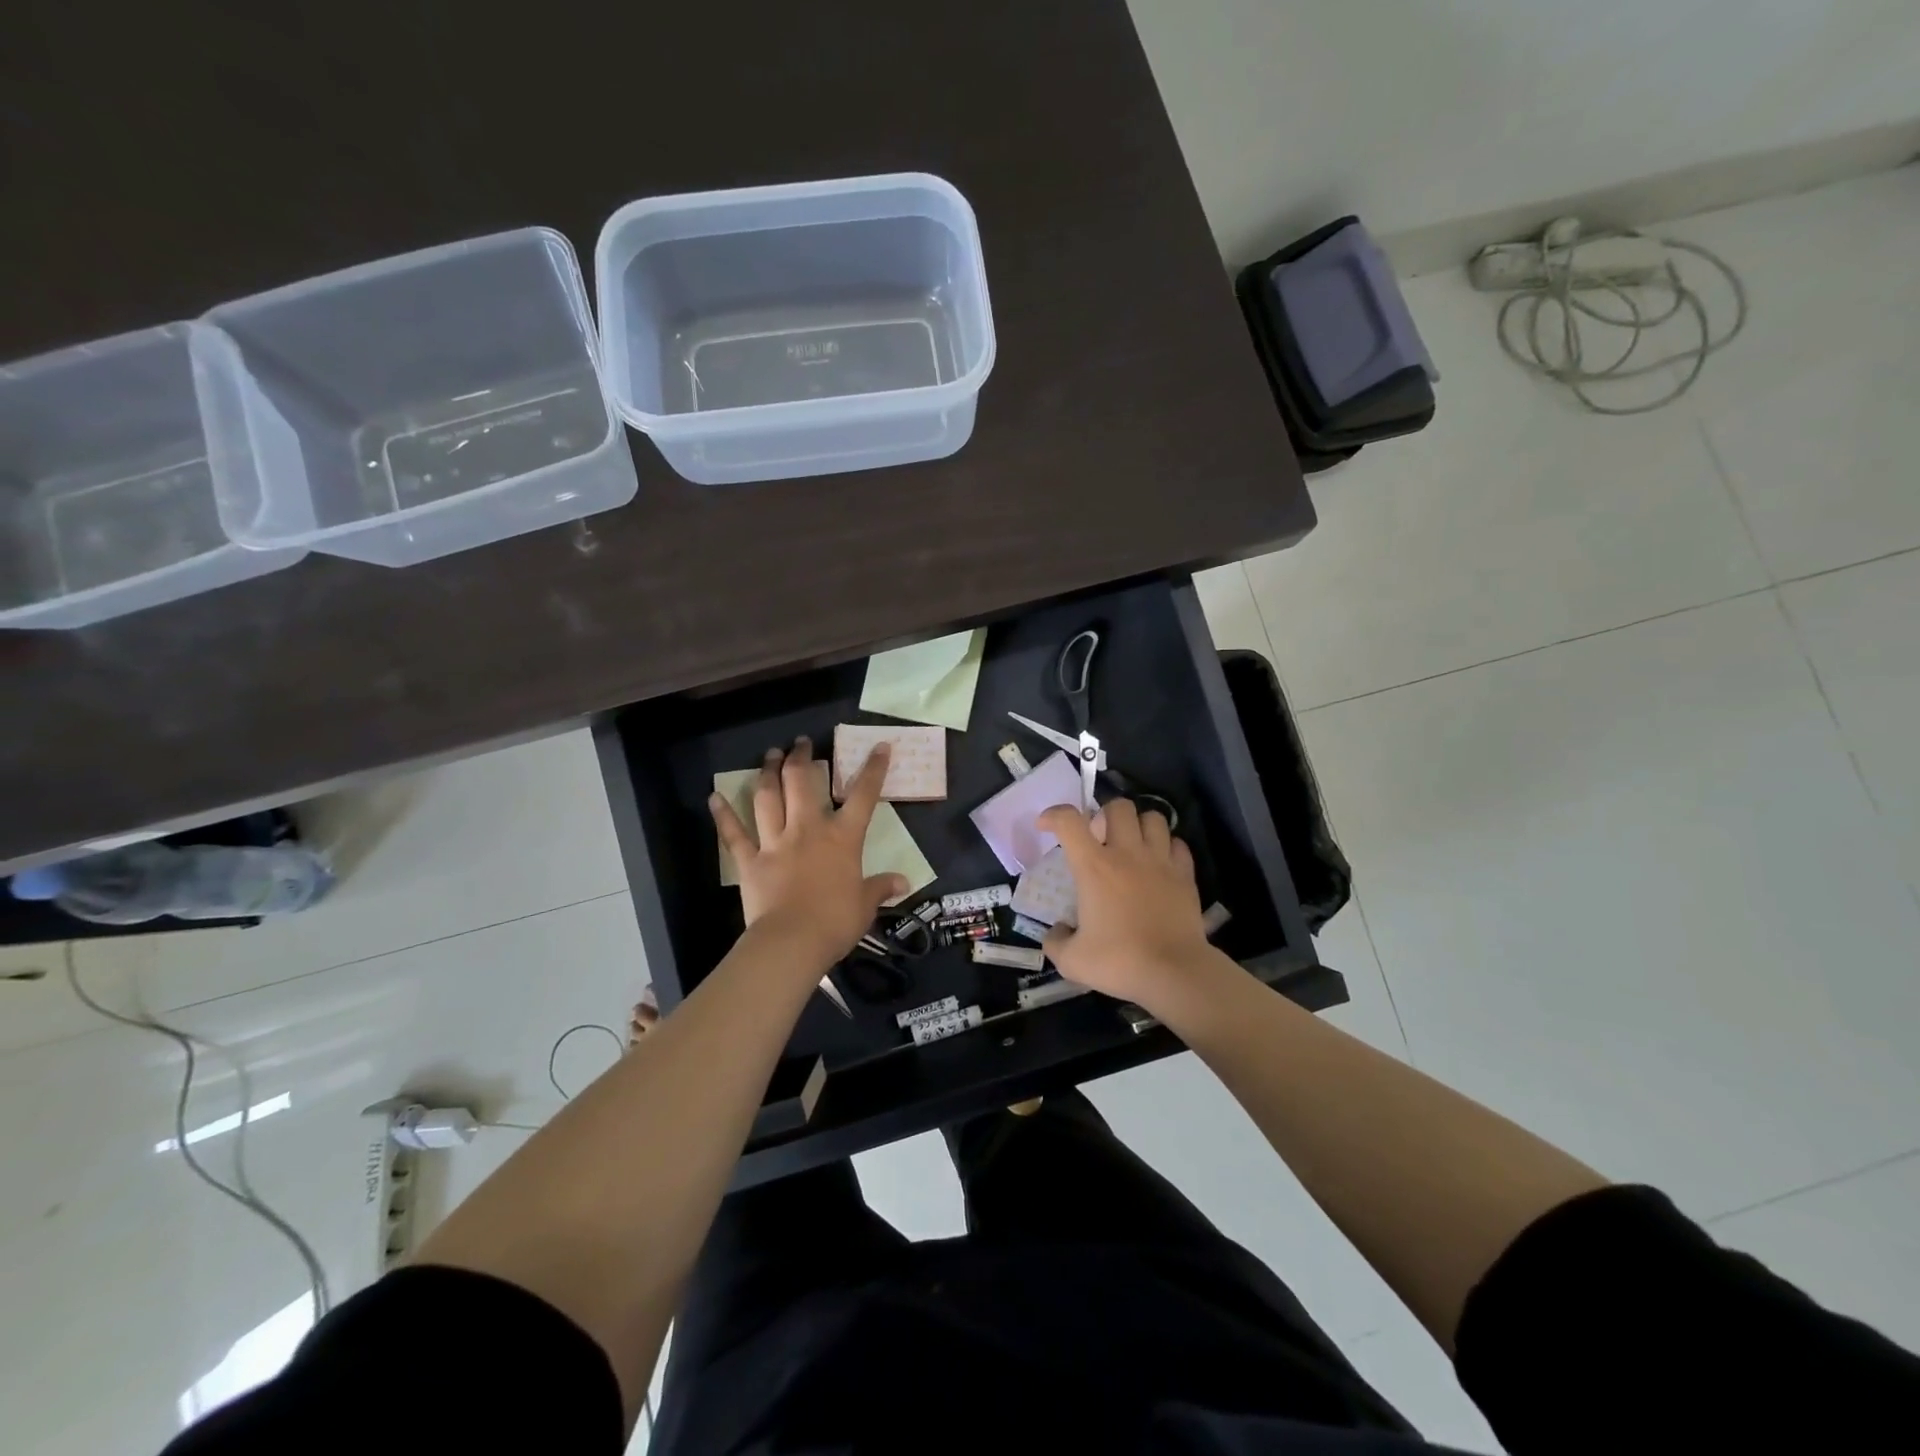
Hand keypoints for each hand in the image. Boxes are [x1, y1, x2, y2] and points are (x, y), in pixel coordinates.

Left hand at [710, 737, 906, 966]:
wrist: (791, 943)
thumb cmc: (835, 922)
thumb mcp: (865, 905)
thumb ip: (881, 887)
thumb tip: (904, 882)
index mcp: (842, 838)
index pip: (863, 796)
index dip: (873, 769)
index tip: (879, 746)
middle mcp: (807, 830)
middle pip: (802, 783)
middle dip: (802, 758)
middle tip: (801, 743)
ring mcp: (775, 842)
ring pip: (768, 797)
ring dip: (768, 772)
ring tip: (770, 755)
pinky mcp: (749, 861)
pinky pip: (733, 834)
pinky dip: (723, 814)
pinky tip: (714, 796)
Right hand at [1038, 799, 1211, 1006]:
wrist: (1174, 973)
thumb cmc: (1120, 962)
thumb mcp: (1072, 960)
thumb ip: (1055, 942)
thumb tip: (1056, 931)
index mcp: (1094, 867)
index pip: (1069, 821)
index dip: (1053, 815)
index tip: (1046, 826)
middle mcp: (1127, 854)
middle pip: (1118, 807)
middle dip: (1104, 814)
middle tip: (1099, 838)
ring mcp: (1160, 861)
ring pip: (1153, 817)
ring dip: (1139, 825)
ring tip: (1132, 844)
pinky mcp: (1185, 875)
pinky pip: (1178, 844)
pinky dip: (1166, 846)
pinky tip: (1159, 863)